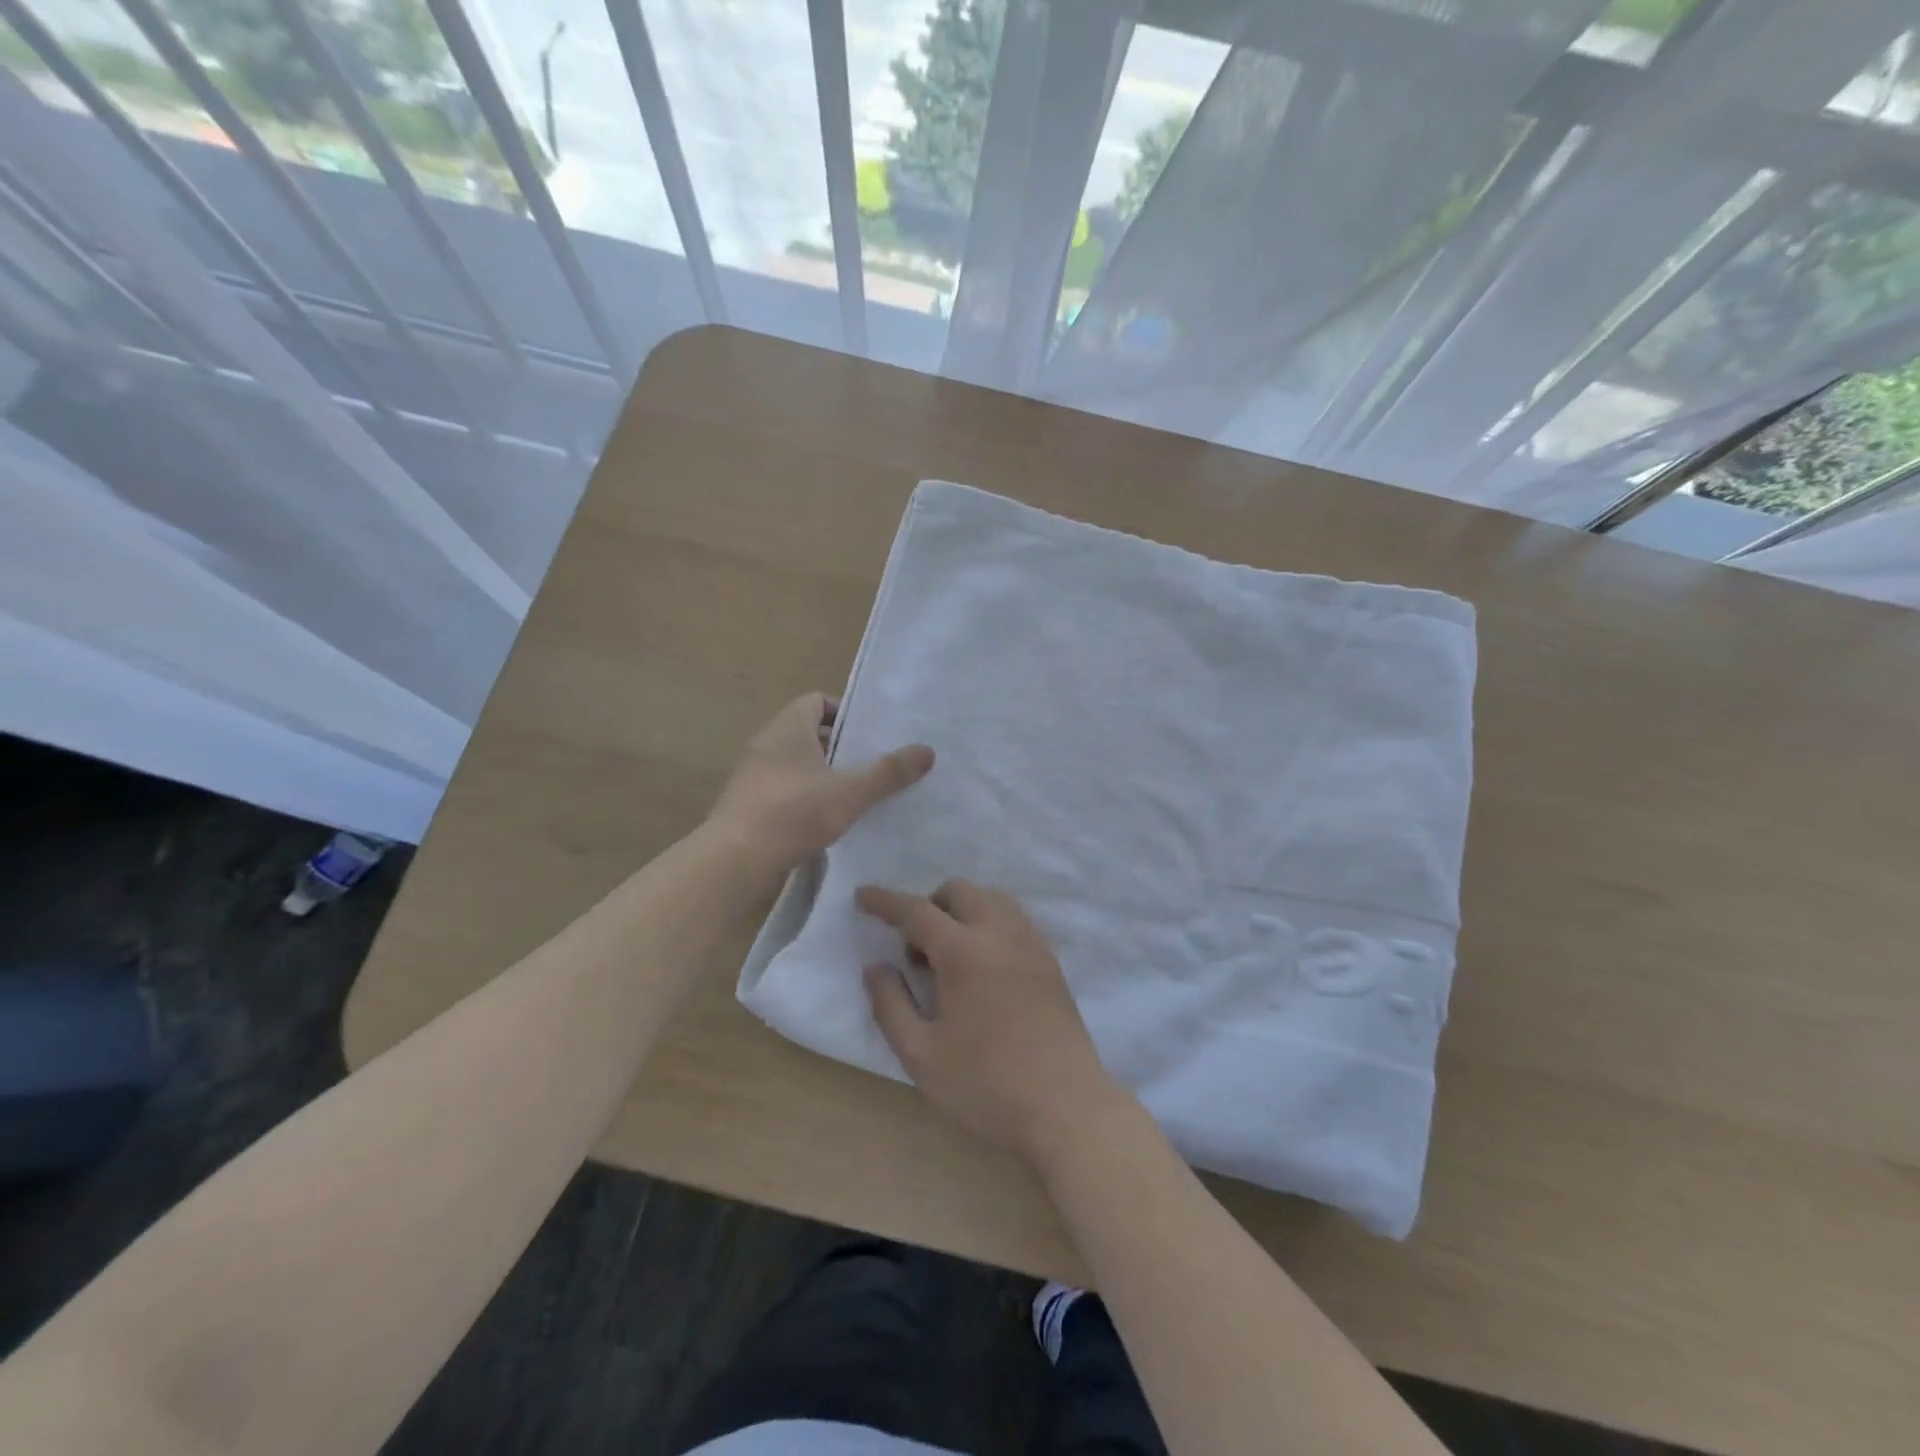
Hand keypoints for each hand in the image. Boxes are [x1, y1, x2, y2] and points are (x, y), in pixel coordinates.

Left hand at [709, 692, 933, 879]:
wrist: (734, 861)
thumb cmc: (793, 813)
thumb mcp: (850, 792)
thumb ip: (889, 772)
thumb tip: (928, 750)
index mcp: (787, 727)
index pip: (816, 701)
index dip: (844, 713)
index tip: (869, 735)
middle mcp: (766, 744)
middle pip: (808, 732)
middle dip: (840, 747)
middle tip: (871, 765)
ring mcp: (753, 775)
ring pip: (796, 764)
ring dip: (823, 775)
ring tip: (855, 795)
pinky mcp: (748, 805)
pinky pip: (784, 789)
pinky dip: (805, 797)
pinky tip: (826, 821)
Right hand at [858, 879, 1127, 1166]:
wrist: (1067, 1108)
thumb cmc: (987, 1085)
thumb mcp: (922, 1056)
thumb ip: (891, 1005)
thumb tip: (876, 967)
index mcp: (965, 952)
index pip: (917, 911)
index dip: (885, 901)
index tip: (862, 896)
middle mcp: (1001, 934)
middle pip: (960, 891)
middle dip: (928, 904)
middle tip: (914, 949)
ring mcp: (1032, 944)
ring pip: (991, 899)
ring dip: (962, 911)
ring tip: (949, 959)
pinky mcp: (1050, 962)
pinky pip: (1013, 920)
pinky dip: (988, 924)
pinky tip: (982, 968)